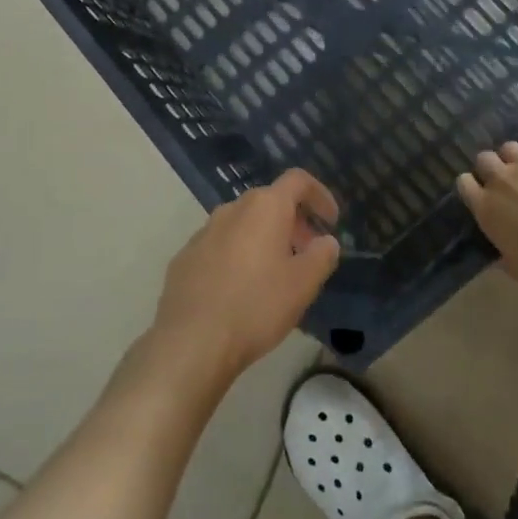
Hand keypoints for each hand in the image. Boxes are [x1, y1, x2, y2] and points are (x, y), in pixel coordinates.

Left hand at [150, 170, 341, 384]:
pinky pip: (220, 244)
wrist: (193, 338)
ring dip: (265, 237)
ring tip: (277, 271)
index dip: (319, 195)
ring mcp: (204, 231)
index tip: (331, 221)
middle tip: (307, 251)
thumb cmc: (257, 306)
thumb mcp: (303, 285)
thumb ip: (321, 256)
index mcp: (264, 207)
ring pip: (243, 223)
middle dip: (293, 221)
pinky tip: (242, 287)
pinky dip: (238, 254)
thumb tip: (327, 241)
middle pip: (269, 201)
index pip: (297, 180)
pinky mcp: (186, 255)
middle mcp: (232, 209)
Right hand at [457, 130, 517, 292]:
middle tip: (508, 181)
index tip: (482, 194)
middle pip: (484, 158)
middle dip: (493, 167)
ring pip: (510, 146)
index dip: (473, 186)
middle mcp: (500, 179)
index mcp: (485, 208)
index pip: (464, 184)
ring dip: (517, 156)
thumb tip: (500, 258)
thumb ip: (505, 257)